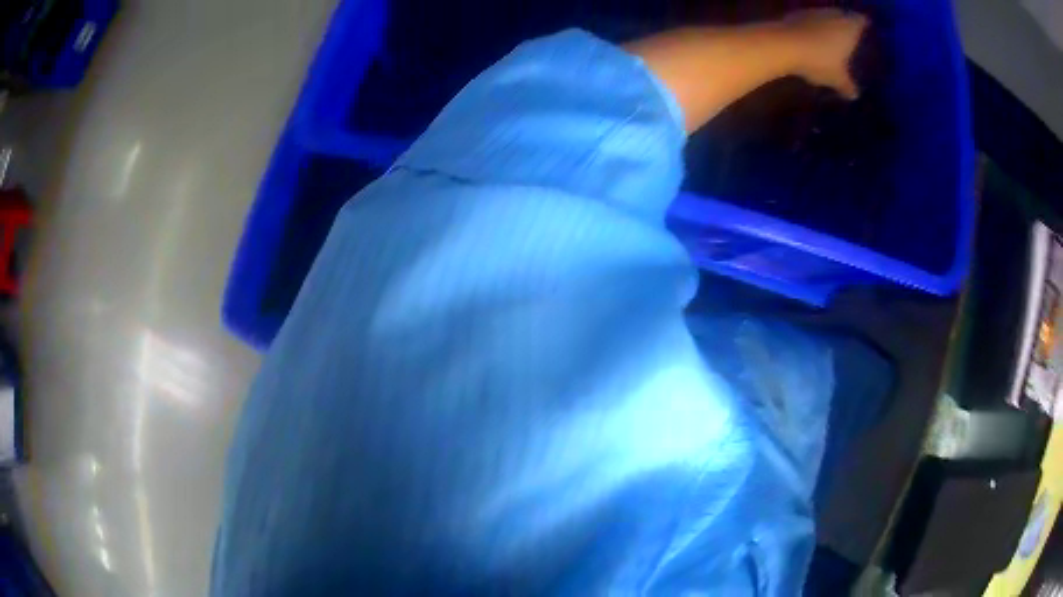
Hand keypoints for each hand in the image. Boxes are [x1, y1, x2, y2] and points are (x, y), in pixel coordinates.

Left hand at [784, 9, 868, 98]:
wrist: (784, 43)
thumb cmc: (819, 60)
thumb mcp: (837, 78)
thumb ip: (847, 85)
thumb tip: (854, 95)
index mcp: (849, 27)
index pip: (861, 20)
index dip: (865, 23)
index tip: (868, 26)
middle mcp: (833, 14)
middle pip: (844, 14)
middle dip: (848, 22)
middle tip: (853, 33)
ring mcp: (814, 11)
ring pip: (827, 14)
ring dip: (830, 22)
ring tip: (834, 34)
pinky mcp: (797, 13)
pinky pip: (812, 18)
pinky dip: (815, 24)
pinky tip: (814, 35)